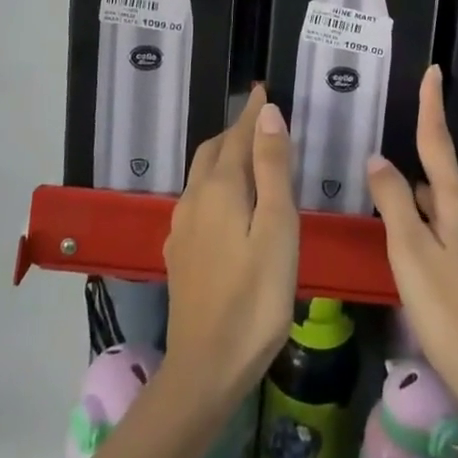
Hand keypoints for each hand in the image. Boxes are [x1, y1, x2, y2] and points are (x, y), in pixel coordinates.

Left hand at [162, 86, 298, 409]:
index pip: (238, 135)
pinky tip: (228, 203)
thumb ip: (271, 168)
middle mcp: (194, 198)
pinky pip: (198, 199)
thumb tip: (267, 112)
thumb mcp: (276, 227)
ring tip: (249, 155)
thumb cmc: (255, 297)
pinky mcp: (180, 252)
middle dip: (236, 130)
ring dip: (225, 156)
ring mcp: (183, 227)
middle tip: (262, 120)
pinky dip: (216, 183)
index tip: (264, 89)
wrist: (206, 369)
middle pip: (214, 150)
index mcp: (220, 187)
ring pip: (202, 174)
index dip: (252, 112)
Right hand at [367, 67, 457, 456]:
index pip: (439, 142)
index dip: (432, 106)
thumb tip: (379, 159)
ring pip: (444, 215)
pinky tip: (423, 278)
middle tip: (380, 216)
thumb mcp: (410, 256)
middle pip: (436, 185)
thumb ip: (393, 203)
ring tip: (396, 256)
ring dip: (420, 221)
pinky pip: (456, 238)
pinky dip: (434, 242)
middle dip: (409, 190)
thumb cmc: (451, 316)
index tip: (433, 70)